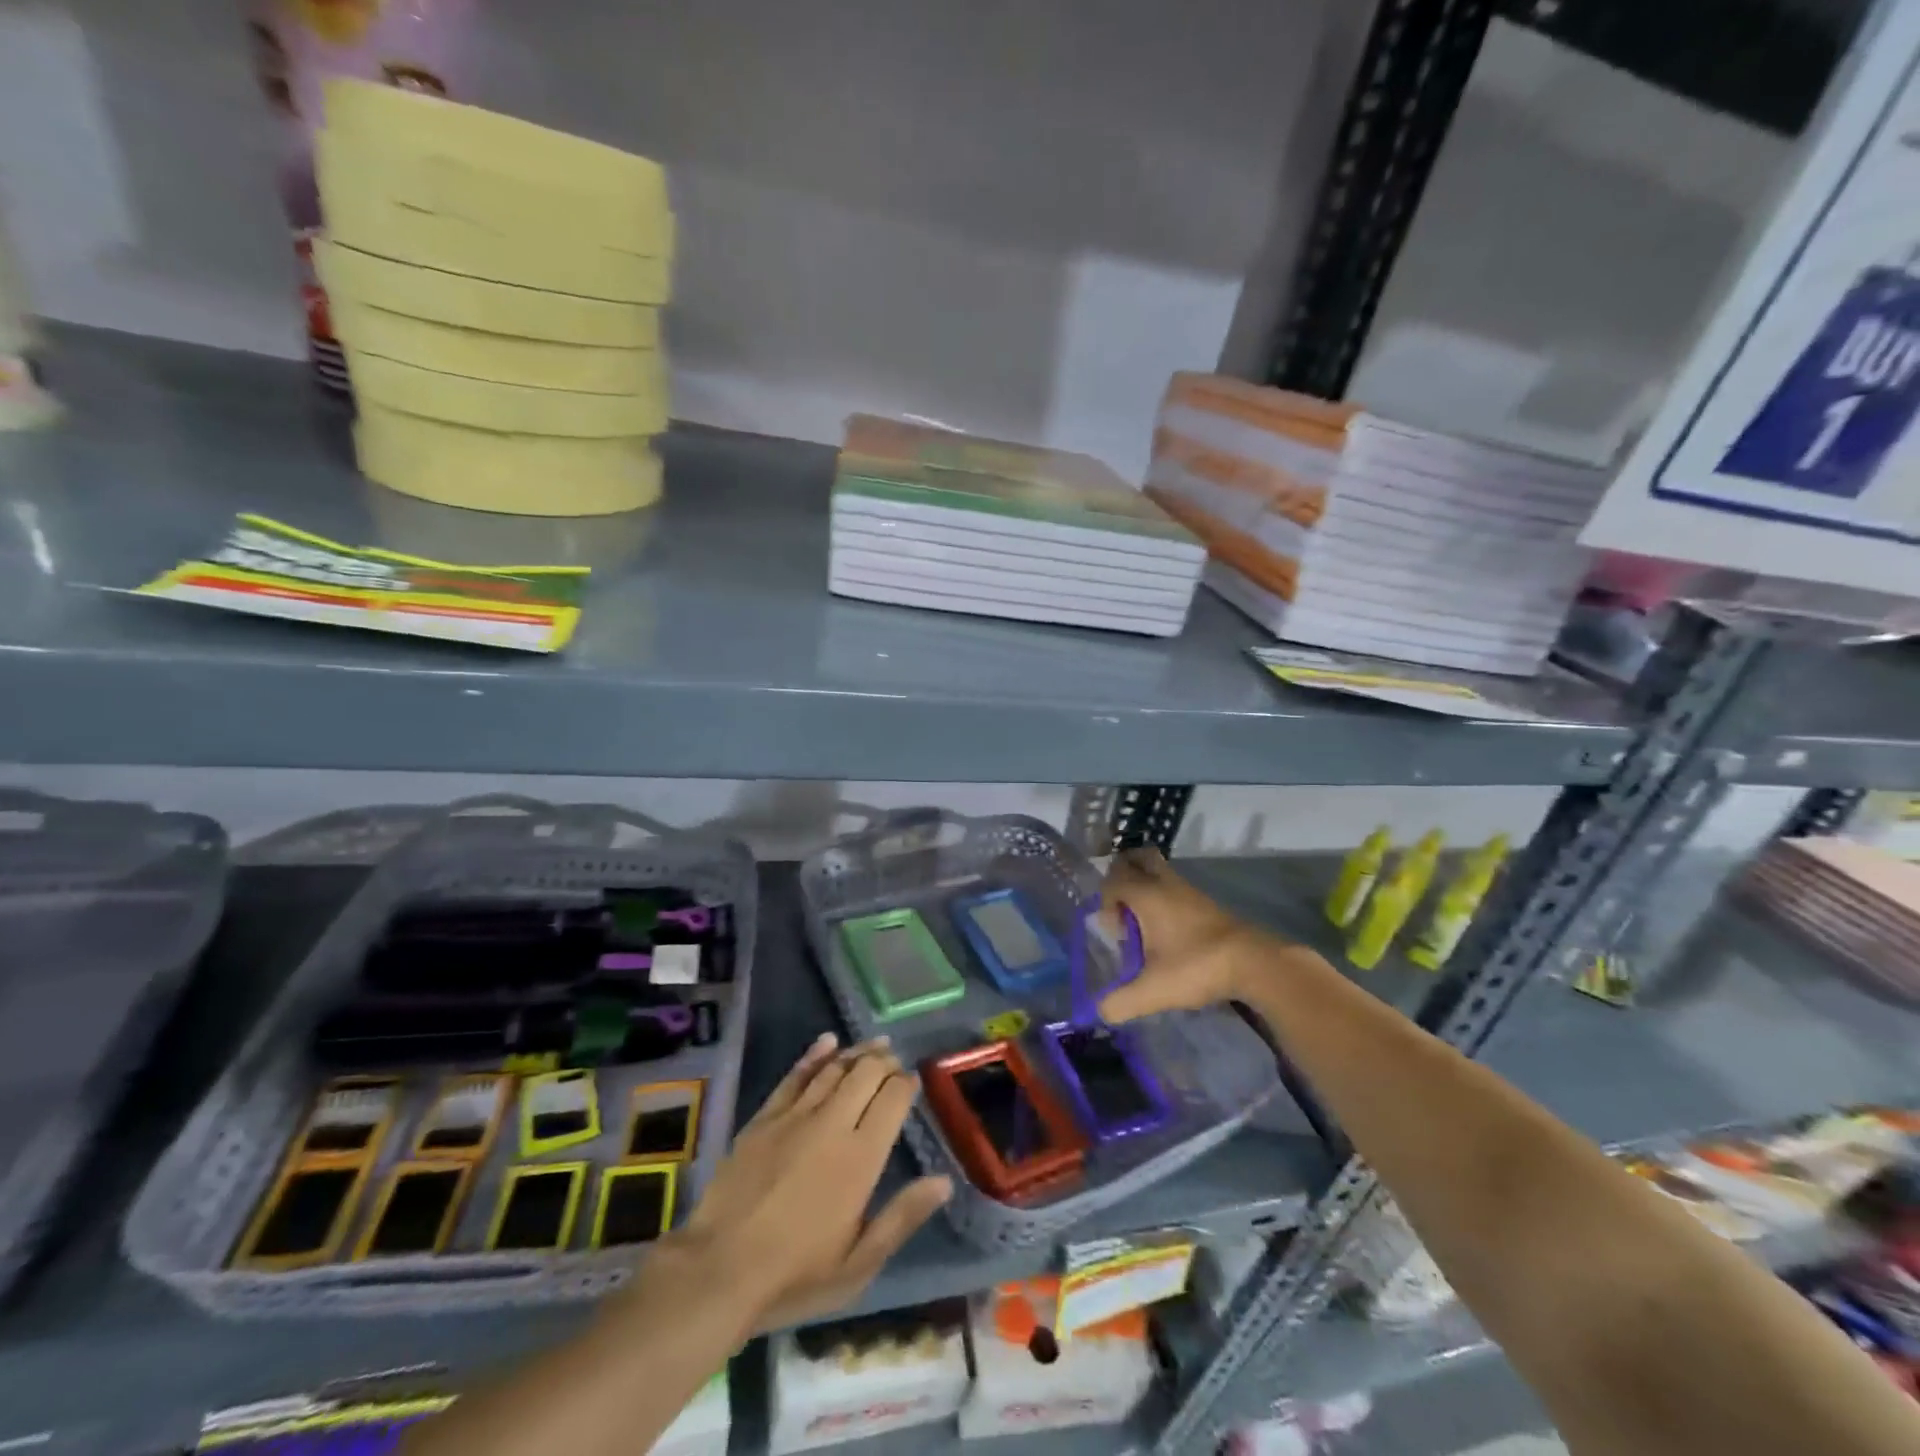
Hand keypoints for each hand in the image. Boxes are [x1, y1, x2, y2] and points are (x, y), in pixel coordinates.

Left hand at [667, 1034, 950, 1330]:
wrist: (718, 1269)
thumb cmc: (795, 1275)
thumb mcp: (858, 1264)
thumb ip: (902, 1218)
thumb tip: (944, 1182)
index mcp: (861, 1157)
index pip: (893, 1100)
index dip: (906, 1084)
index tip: (913, 1082)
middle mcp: (833, 1124)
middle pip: (866, 1074)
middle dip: (885, 1062)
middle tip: (895, 1061)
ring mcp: (795, 1116)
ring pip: (834, 1068)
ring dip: (857, 1053)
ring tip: (874, 1045)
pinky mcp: (765, 1117)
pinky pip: (795, 1075)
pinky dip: (815, 1055)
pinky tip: (828, 1042)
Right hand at [1098, 847, 1281, 1022]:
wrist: (1254, 963)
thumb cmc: (1197, 966)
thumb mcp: (1153, 991)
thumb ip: (1120, 1002)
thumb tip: (1101, 1011)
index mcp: (1147, 895)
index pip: (1114, 879)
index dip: (1105, 900)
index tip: (1115, 931)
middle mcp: (1166, 884)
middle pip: (1139, 858)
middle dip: (1124, 874)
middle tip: (1121, 905)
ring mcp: (1190, 891)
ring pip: (1160, 873)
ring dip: (1146, 889)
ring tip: (1144, 924)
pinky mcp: (1208, 903)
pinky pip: (1176, 888)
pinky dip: (1165, 900)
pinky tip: (1168, 932)